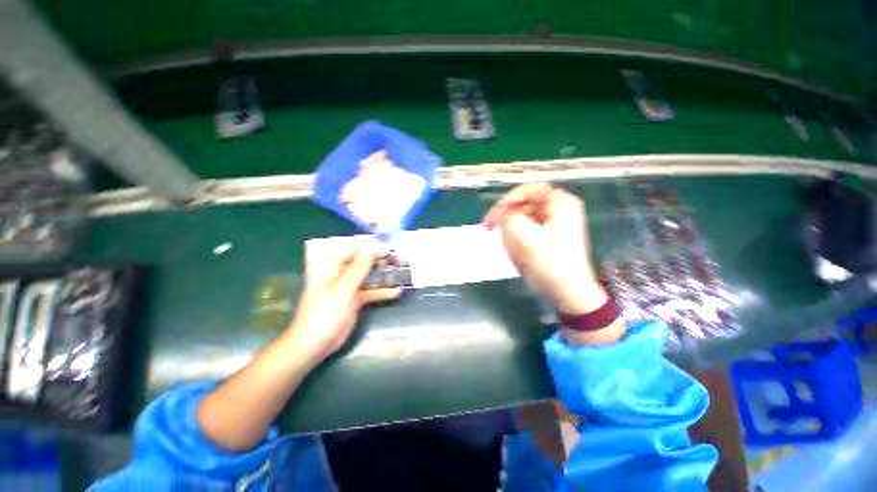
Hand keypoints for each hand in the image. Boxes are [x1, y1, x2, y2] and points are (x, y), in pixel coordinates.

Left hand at [287, 243, 400, 362]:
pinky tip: (396, 292)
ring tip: (401, 272)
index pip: (353, 249)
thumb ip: (358, 268)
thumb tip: (371, 247)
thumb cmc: (324, 315)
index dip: (371, 247)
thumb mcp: (342, 290)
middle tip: (399, 259)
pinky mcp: (355, 300)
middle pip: (363, 262)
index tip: (389, 247)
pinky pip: (371, 292)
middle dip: (380, 260)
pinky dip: (382, 292)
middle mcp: (341, 274)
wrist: (315, 345)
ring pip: (369, 276)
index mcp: (331, 268)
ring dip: (383, 275)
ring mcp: (349, 287)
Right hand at [484, 183, 606, 314]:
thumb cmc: (550, 262)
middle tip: (492, 228)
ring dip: (511, 232)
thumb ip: (506, 218)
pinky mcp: (546, 239)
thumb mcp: (524, 236)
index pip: (530, 189)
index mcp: (561, 203)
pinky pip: (524, 232)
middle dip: (508, 219)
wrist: (567, 292)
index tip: (497, 212)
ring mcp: (552, 226)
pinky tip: (517, 253)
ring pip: (521, 220)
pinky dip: (516, 240)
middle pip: (524, 205)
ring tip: (511, 248)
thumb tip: (497, 213)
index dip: (510, 199)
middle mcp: (558, 211)